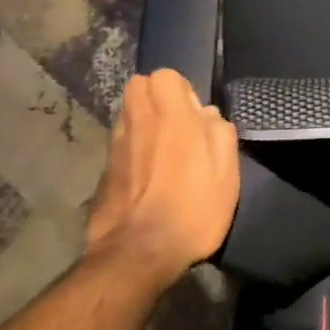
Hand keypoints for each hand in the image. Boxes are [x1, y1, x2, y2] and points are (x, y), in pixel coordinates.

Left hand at [88, 70, 238, 286]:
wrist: (138, 254)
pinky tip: (147, 179)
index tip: (195, 117)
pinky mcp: (103, 172)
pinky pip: (121, 146)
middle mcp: (137, 121)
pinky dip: (132, 151)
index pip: (165, 76)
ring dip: (144, 124)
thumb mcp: (227, 170)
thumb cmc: (192, 206)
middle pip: (139, 88)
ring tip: (162, 153)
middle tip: (178, 127)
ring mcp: (115, 146)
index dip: (182, 92)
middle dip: (156, 99)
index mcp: (170, 114)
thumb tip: (206, 115)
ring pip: (128, 116)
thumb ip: (219, 132)